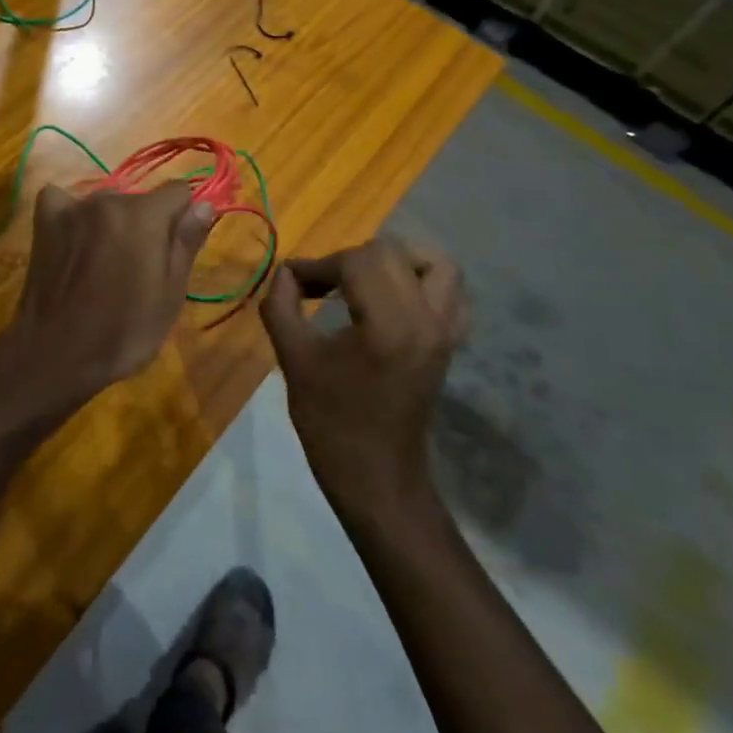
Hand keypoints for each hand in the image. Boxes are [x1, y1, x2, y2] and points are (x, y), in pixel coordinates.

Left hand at [0, 181, 214, 428]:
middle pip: (140, 200)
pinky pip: (64, 201)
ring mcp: (72, 207)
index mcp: (145, 216)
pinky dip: (71, 215)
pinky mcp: (44, 220)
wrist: (56, 355)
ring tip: (101, 265)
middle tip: (137, 269)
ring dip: (111, 223)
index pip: (178, 191)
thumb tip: (204, 204)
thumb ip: (186, 243)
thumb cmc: (123, 333)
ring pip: (106, 203)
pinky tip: (71, 240)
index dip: (181, 218)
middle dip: (145, 225)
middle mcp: (108, 199)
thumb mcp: (170, 295)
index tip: (172, 251)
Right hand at [258, 239, 467, 524]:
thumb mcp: (294, 359)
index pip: (356, 261)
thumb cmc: (331, 423)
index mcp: (389, 324)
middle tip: (320, 283)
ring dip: (395, 260)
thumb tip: (285, 273)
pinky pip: (450, 293)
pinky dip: (422, 282)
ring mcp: (444, 331)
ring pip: (435, 264)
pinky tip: (392, 298)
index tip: (292, 281)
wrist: (377, 479)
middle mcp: (426, 319)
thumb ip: (281, 306)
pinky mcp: (449, 343)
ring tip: (361, 278)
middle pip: (392, 253)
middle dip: (349, 259)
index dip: (318, 264)